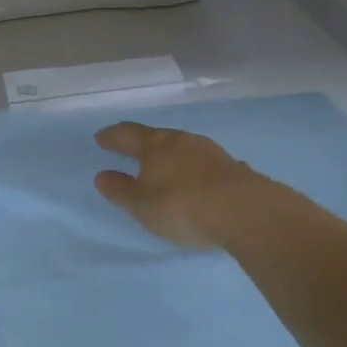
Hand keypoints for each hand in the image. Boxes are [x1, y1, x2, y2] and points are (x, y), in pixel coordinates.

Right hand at [93, 121, 265, 248]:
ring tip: (166, 168)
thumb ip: (120, 190)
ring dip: (173, 157)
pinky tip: (199, 182)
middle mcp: (183, 141)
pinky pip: (206, 166)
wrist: (245, 212)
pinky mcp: (235, 169)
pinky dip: (196, 171)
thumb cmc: (181, 205)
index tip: (101, 138)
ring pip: (185, 149)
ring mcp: (212, 152)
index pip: (128, 134)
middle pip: (158, 138)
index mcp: (155, 145)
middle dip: (144, 145)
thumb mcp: (141, 204)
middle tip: (133, 151)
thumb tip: (102, 176)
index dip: (113, 136)